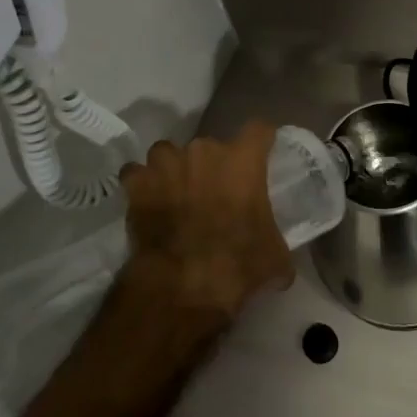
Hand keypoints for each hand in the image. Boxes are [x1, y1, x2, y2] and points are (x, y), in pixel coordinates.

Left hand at [119, 122, 294, 322]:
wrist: (182, 286)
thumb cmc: (237, 264)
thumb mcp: (274, 257)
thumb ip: (276, 242)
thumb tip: (280, 263)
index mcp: (243, 160)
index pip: (259, 130)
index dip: (260, 141)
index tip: (261, 153)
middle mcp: (205, 151)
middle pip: (210, 146)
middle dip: (211, 165)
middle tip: (213, 192)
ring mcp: (167, 163)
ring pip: (169, 153)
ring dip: (172, 168)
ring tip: (174, 192)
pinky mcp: (137, 183)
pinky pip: (136, 173)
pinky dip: (140, 184)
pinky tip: (145, 201)